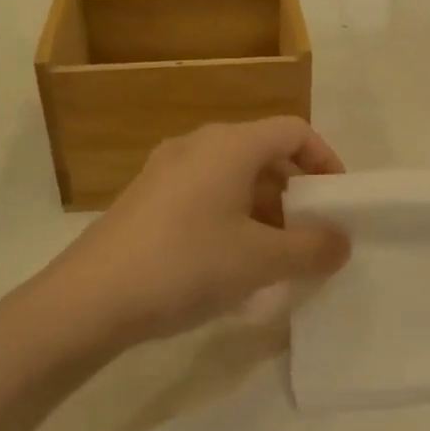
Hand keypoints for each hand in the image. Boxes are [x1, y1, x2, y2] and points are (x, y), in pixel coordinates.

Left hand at [29, 118, 349, 349]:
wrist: (88, 300)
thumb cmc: (186, 265)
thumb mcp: (261, 261)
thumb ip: (312, 248)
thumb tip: (342, 242)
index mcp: (230, 145)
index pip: (294, 131)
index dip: (325, 160)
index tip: (337, 200)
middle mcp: (198, 145)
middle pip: (264, 153)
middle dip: (295, 192)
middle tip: (309, 233)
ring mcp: (166, 170)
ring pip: (233, 176)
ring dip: (264, 208)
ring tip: (273, 255)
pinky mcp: (146, 198)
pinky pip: (204, 193)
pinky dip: (231, 216)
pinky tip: (229, 262)